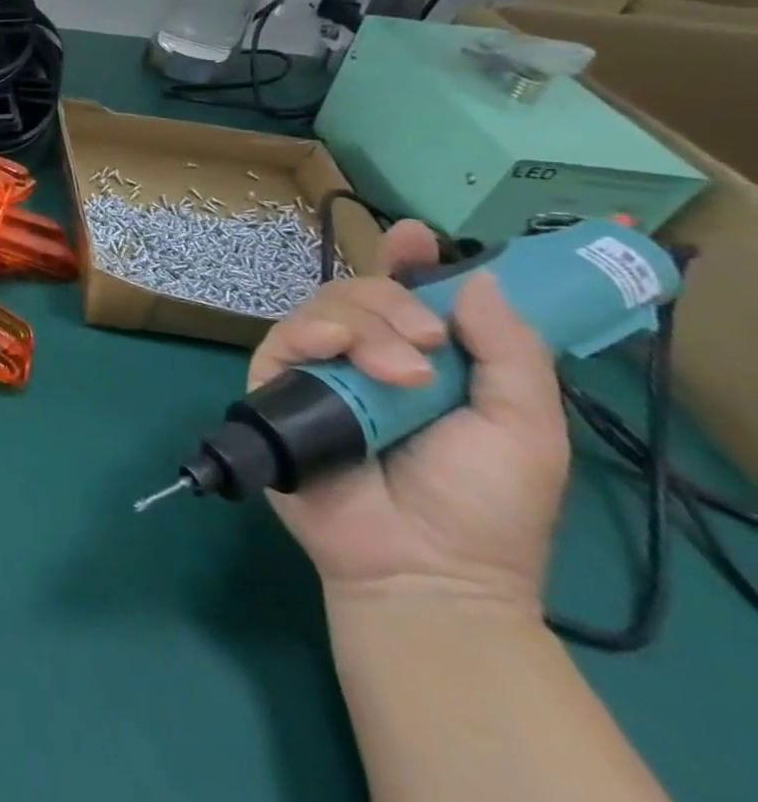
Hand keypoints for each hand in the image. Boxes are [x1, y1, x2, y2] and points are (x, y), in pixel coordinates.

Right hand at [249, 221, 570, 614]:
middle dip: (392, 301)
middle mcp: (366, 357)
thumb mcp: (526, 427)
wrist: (425, 566)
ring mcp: (318, 371)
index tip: (413, 236)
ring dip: (362, 324)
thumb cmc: (484, 504)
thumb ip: (509, 351)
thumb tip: (476, 277)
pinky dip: (308, 332)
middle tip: (426, 343)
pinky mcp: (275, 386)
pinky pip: (281, 338)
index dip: (407, 261)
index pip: (406, 295)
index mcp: (423, 360)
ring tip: (399, 373)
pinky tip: (334, 349)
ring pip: (322, 307)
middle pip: (360, 292)